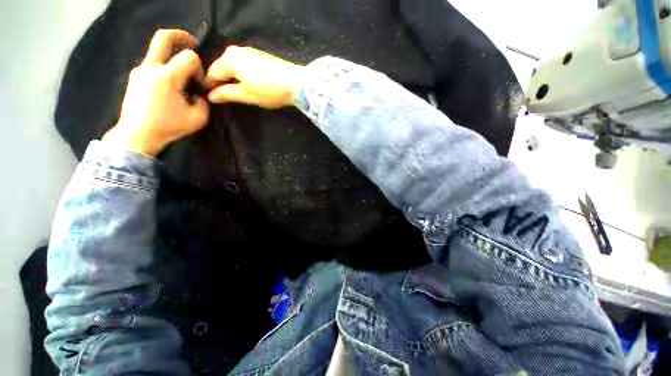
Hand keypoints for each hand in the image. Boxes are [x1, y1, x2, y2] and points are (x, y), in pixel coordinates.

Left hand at [102, 29, 209, 155]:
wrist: (137, 134)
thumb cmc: (168, 127)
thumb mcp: (198, 119)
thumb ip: (204, 104)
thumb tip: (199, 96)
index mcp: (167, 77)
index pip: (189, 57)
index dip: (200, 69)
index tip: (199, 85)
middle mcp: (151, 68)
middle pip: (163, 38)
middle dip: (180, 36)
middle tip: (191, 42)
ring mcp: (140, 71)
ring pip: (157, 53)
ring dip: (172, 59)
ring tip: (180, 79)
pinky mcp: (135, 78)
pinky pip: (152, 66)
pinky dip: (164, 70)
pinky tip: (168, 87)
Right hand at [205, 46, 304, 108]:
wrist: (297, 83)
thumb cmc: (270, 90)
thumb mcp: (247, 95)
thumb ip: (227, 94)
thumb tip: (210, 96)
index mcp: (229, 59)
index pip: (211, 73)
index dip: (211, 87)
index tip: (213, 99)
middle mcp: (235, 50)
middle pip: (221, 68)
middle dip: (222, 82)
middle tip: (228, 98)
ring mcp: (248, 51)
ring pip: (232, 66)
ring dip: (233, 79)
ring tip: (240, 93)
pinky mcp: (259, 55)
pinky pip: (243, 65)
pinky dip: (242, 75)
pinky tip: (249, 84)